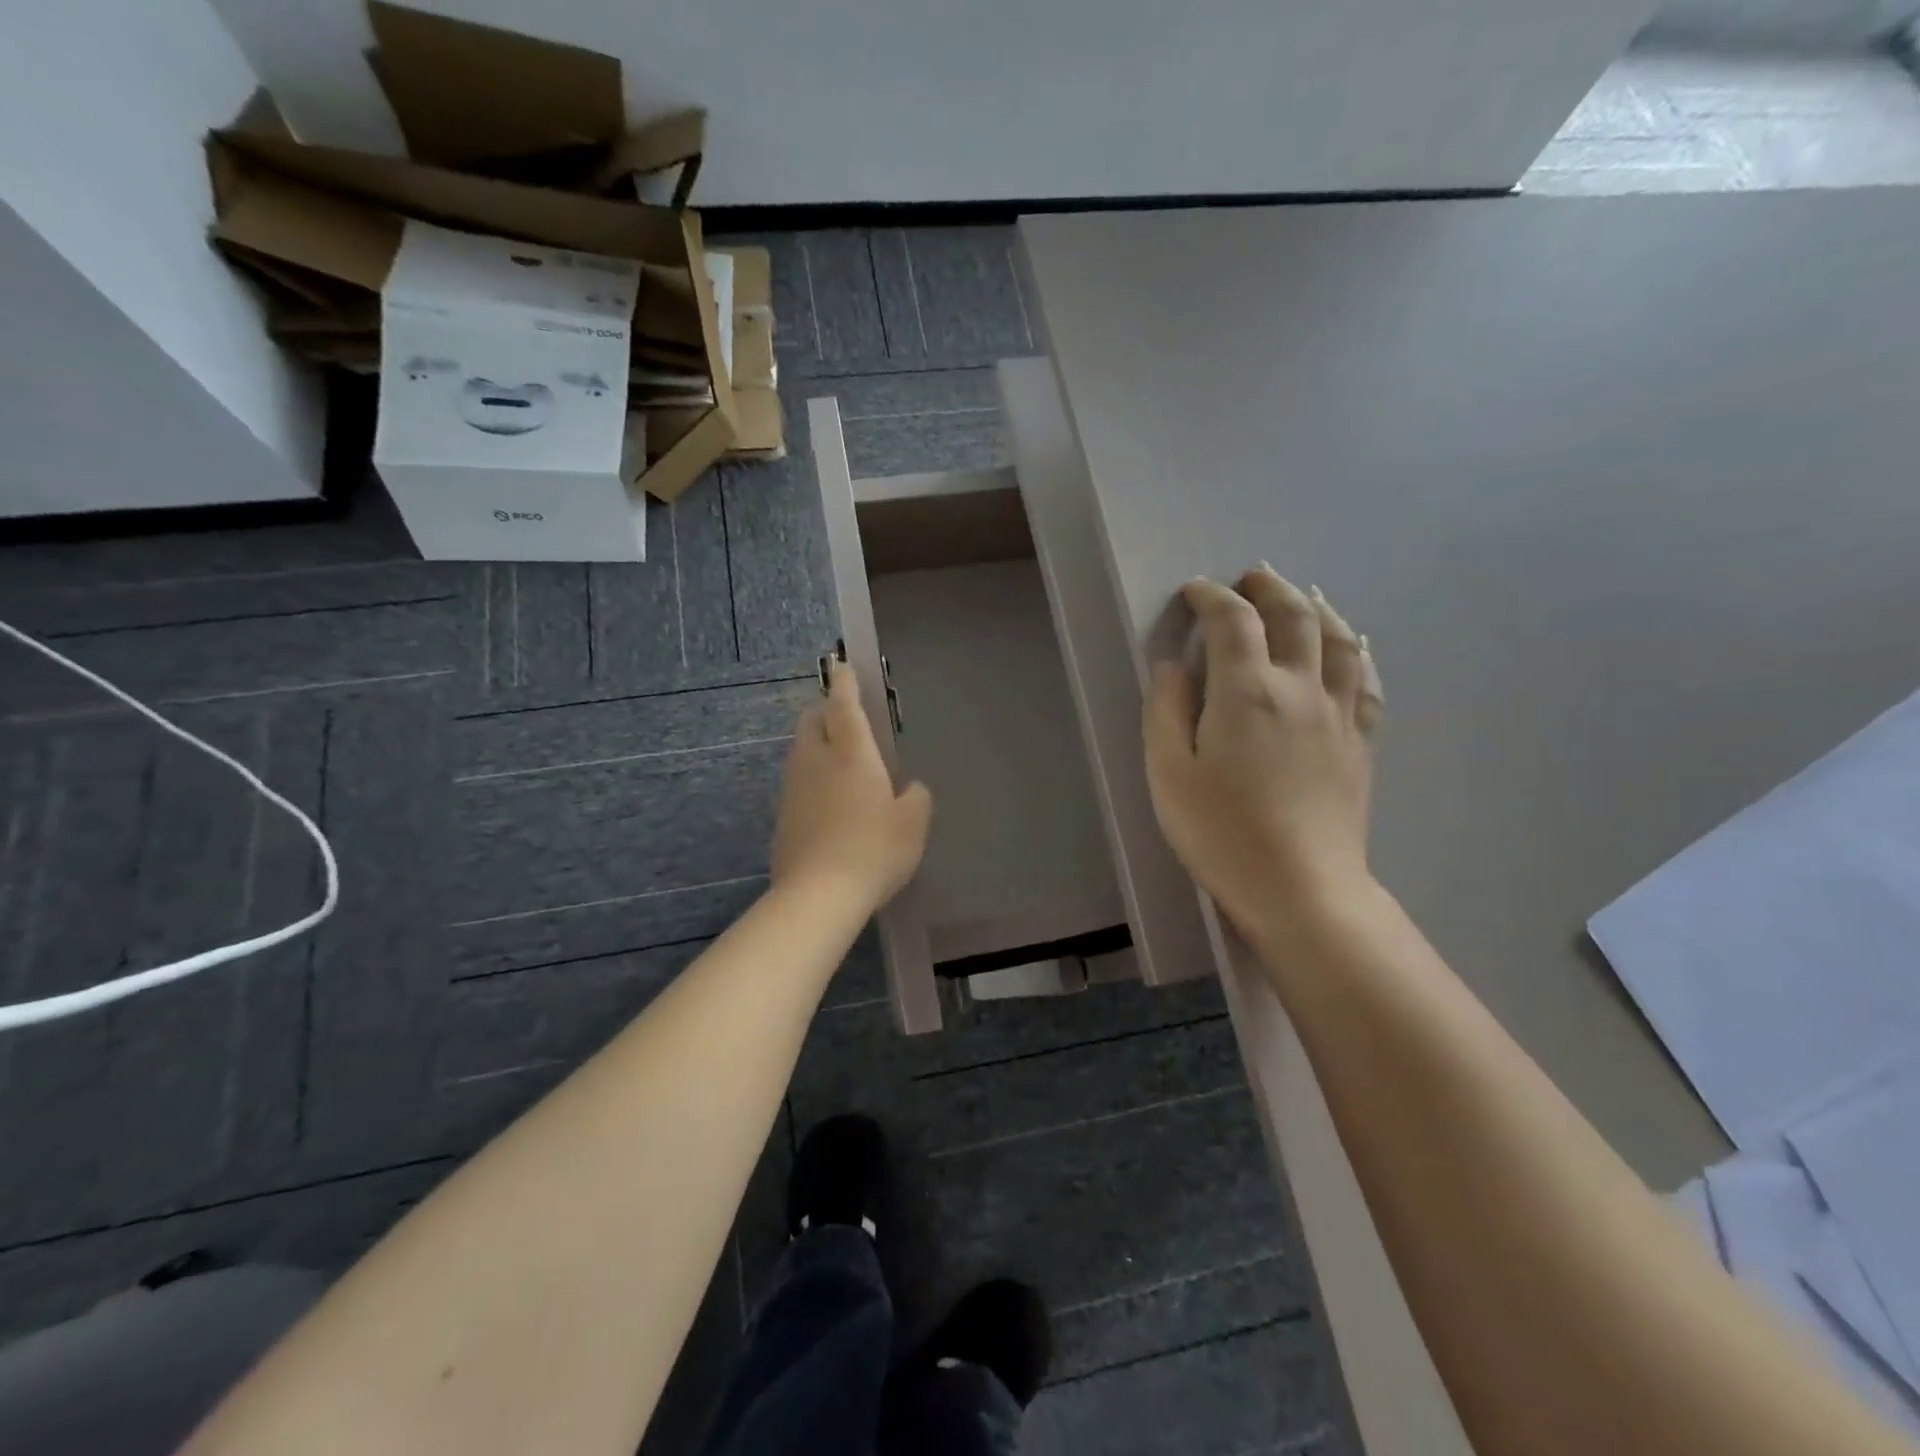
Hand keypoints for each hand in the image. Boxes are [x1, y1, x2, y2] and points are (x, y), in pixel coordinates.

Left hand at [772, 659, 931, 911]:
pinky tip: (829, 801)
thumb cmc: (874, 850)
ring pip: (801, 750)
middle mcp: (816, 760)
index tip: (842, 666)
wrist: (818, 895)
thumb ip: (916, 797)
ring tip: (840, 761)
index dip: (844, 682)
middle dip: (826, 710)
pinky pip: (797, 781)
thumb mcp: (913, 824)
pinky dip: (811, 777)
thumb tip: (909, 788)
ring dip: (817, 743)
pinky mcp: (782, 815)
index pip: (843, 704)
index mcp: (850, 752)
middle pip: (812, 719)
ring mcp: (793, 787)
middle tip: (847, 718)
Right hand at [1144, 567, 1384, 947]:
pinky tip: (1352, 646)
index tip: (1193, 593)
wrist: (1300, 888)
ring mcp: (1339, 713)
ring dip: (1316, 606)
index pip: (1232, 620)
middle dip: (1267, 588)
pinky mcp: (1360, 742)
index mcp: (1246, 691)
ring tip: (1301, 595)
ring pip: (1339, 639)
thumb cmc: (1221, 832)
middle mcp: (1299, 687)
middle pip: (1294, 615)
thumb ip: (1166, 708)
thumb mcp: (1168, 772)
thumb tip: (1171, 663)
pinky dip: (1357, 651)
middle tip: (1248, 579)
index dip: (1210, 596)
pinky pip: (1368, 681)